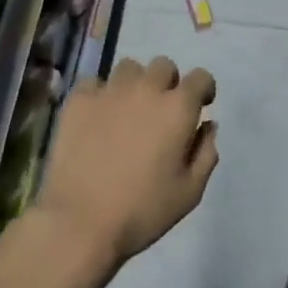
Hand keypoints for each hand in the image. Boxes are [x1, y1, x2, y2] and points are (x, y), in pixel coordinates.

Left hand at [36, 56, 218, 270]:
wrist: (80, 222)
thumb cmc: (142, 211)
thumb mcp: (189, 192)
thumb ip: (206, 153)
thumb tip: (208, 125)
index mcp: (178, 108)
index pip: (201, 77)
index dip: (204, 90)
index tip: (200, 106)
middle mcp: (147, 89)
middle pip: (164, 65)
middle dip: (168, 83)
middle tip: (161, 111)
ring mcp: (110, 91)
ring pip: (129, 68)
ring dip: (135, 83)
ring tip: (128, 109)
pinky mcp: (79, 100)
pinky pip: (94, 82)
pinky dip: (100, 94)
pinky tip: (98, 116)